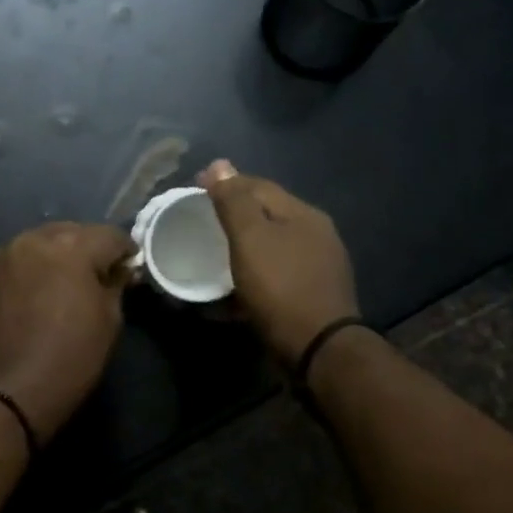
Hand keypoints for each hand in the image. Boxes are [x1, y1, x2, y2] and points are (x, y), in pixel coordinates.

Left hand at [0, 222, 135, 441]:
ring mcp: (2, 257)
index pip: (109, 235)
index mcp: (70, 246)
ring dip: (54, 258)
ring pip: (38, 245)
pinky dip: (27, 272)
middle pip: (69, 233)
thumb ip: (115, 283)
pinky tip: (32, 296)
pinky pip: (14, 264)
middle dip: (86, 249)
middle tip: (97, 276)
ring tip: (62, 285)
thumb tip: (118, 269)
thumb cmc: (70, 357)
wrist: (9, 393)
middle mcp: (32, 239)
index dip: (125, 251)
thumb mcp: (109, 321)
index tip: (129, 269)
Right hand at [198, 159, 357, 366]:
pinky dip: (252, 275)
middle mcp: (316, 235)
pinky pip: (274, 276)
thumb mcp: (251, 239)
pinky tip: (234, 288)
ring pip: (270, 247)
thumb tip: (220, 164)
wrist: (318, 348)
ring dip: (242, 247)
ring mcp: (317, 268)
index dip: (226, 183)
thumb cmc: (280, 287)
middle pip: (267, 215)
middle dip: (234, 214)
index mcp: (303, 215)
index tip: (194, 187)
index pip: (259, 186)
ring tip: (213, 254)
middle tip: (201, 220)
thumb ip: (234, 201)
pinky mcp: (311, 296)